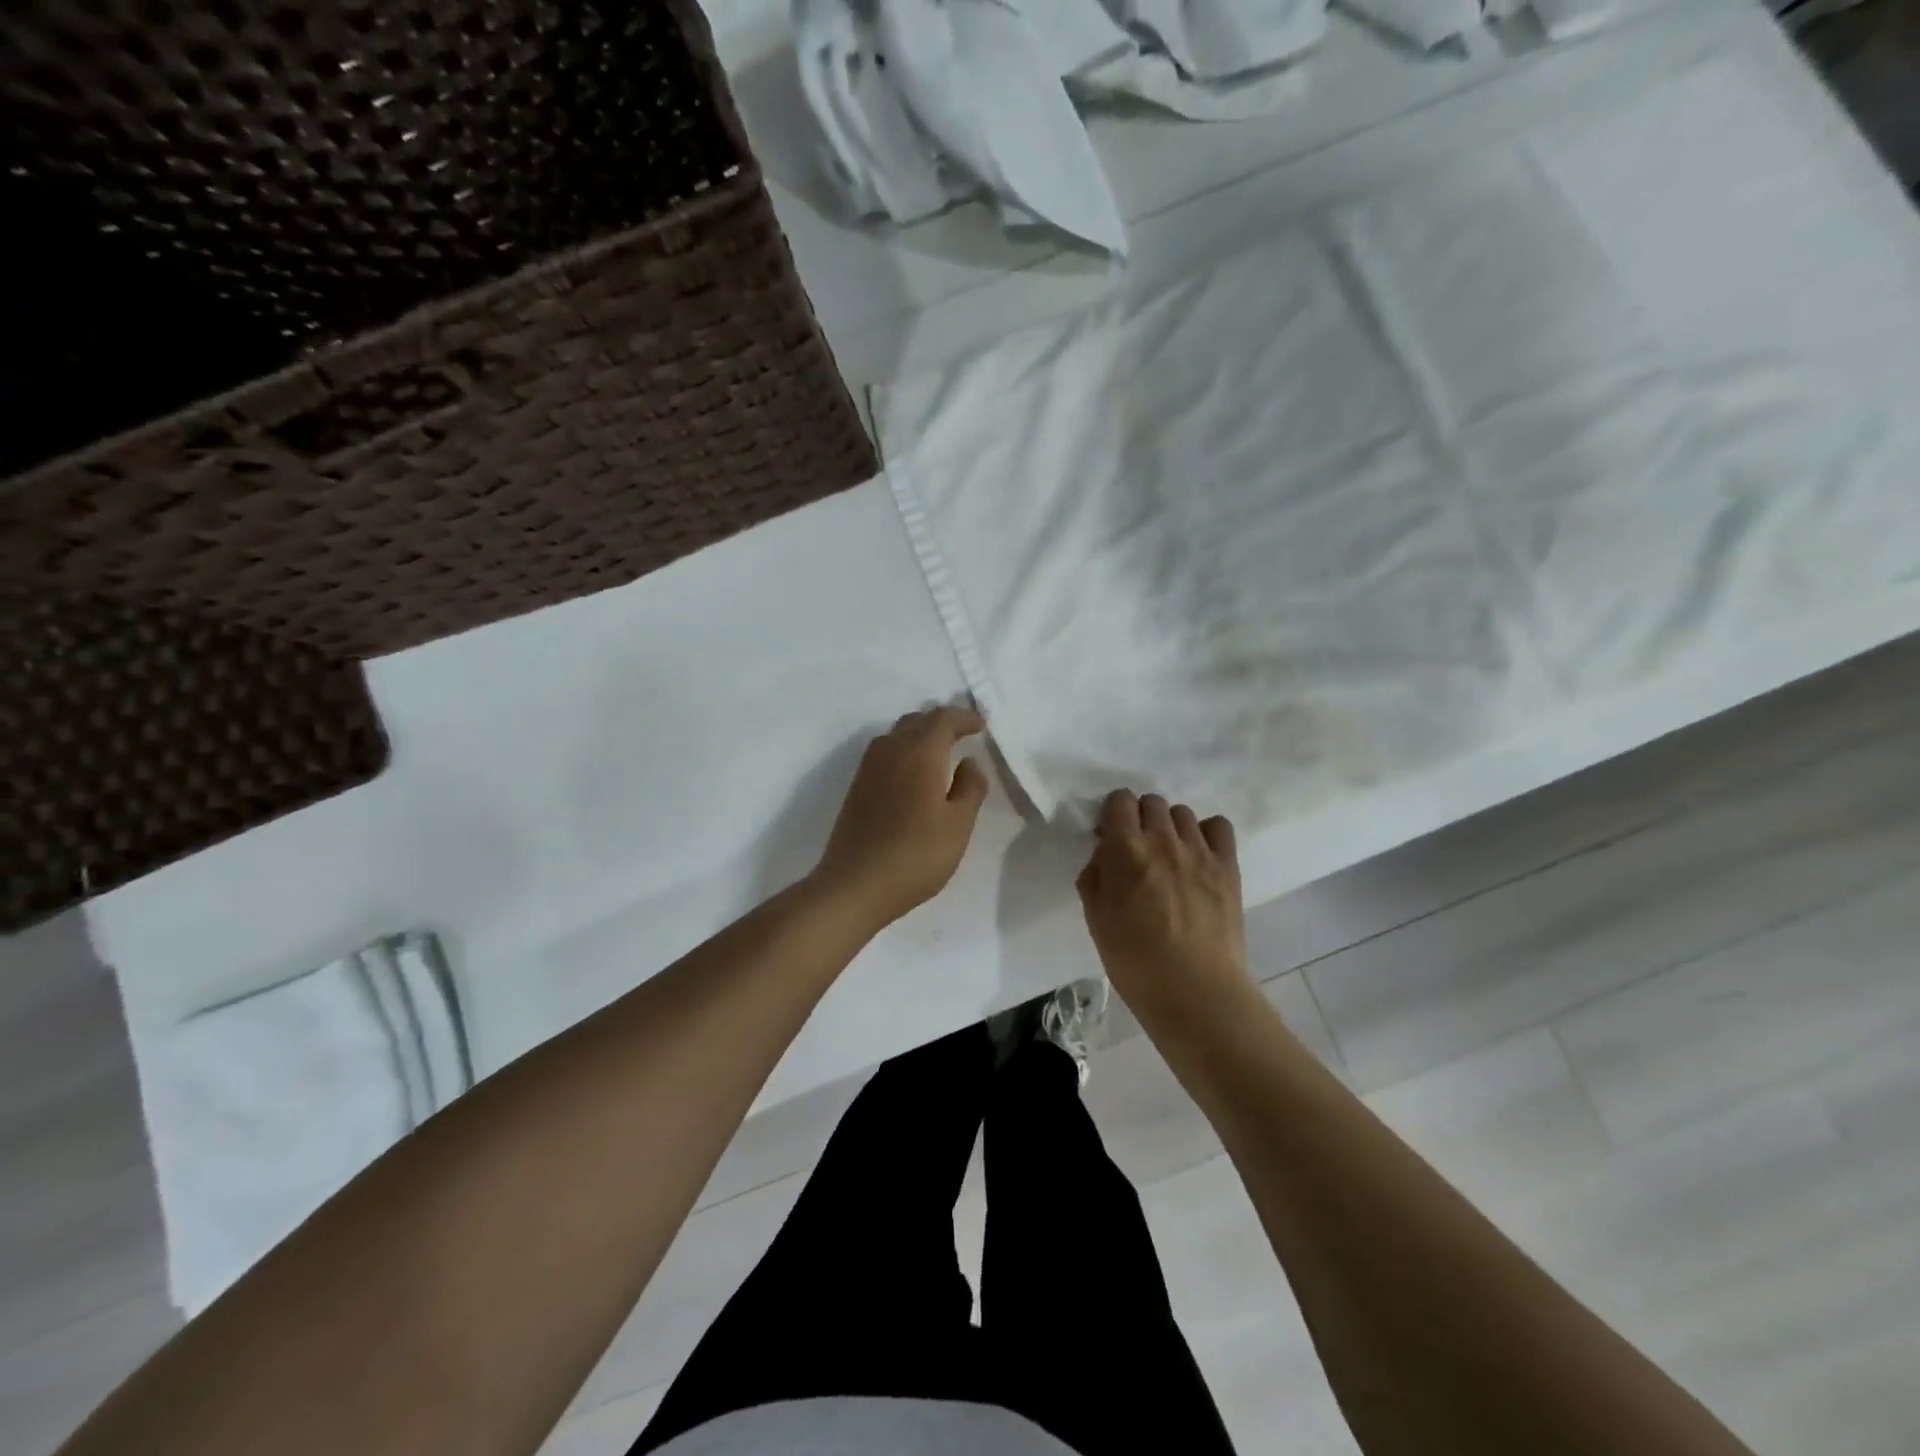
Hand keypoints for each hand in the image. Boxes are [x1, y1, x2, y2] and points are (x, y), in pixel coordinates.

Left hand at [811, 706, 990, 928]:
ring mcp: (868, 768)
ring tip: (941, 750)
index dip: (964, 718)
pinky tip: (914, 773)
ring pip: (897, 735)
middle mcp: (891, 750)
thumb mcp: (958, 825)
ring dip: (920, 734)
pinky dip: (905, 751)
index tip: (981, 725)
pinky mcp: (857, 787)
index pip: (943, 719)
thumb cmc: (915, 855)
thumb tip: (970, 762)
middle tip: (963, 734)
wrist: (854, 885)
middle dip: (942, 722)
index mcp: (919, 753)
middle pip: (917, 721)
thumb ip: (970, 788)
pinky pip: (885, 753)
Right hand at [1077, 791, 1251, 1019]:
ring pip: (1182, 812)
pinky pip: (1219, 826)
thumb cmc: (1134, 961)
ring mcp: (1199, 850)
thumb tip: (1104, 855)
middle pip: (1152, 802)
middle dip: (1141, 818)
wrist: (1194, 991)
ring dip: (1171, 826)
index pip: (1119, 800)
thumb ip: (1095, 877)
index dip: (1113, 813)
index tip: (1111, 836)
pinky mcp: (1227, 866)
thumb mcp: (1096, 919)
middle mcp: (1162, 839)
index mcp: (1125, 850)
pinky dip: (1207, 833)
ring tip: (1171, 855)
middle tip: (1139, 849)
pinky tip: (1200, 855)